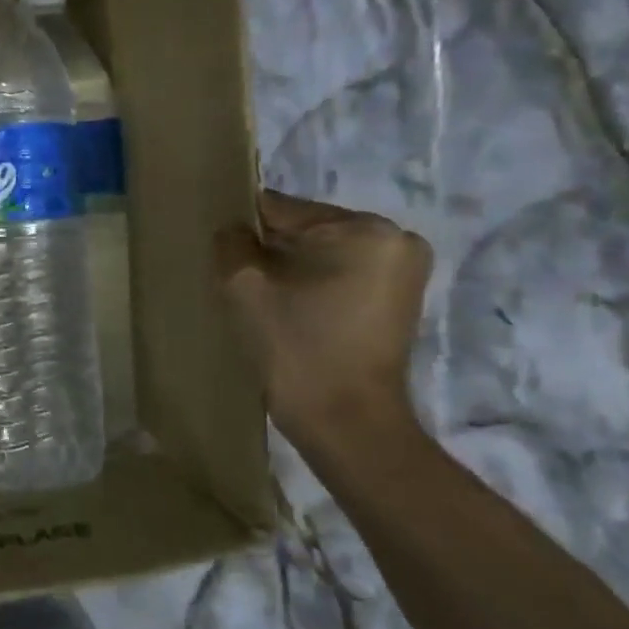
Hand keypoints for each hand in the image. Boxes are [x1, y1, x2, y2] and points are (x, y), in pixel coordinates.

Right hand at [215, 191, 431, 450]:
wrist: (345, 419)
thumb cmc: (295, 344)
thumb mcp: (243, 283)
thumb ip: (230, 240)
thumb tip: (234, 231)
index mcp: (363, 228)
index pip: (282, 209)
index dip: (244, 231)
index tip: (225, 259)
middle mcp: (395, 238)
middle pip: (305, 229)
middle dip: (272, 252)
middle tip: (246, 288)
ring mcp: (404, 270)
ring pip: (321, 253)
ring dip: (291, 271)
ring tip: (268, 304)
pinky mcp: (399, 298)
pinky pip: (340, 274)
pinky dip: (312, 286)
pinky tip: (292, 314)